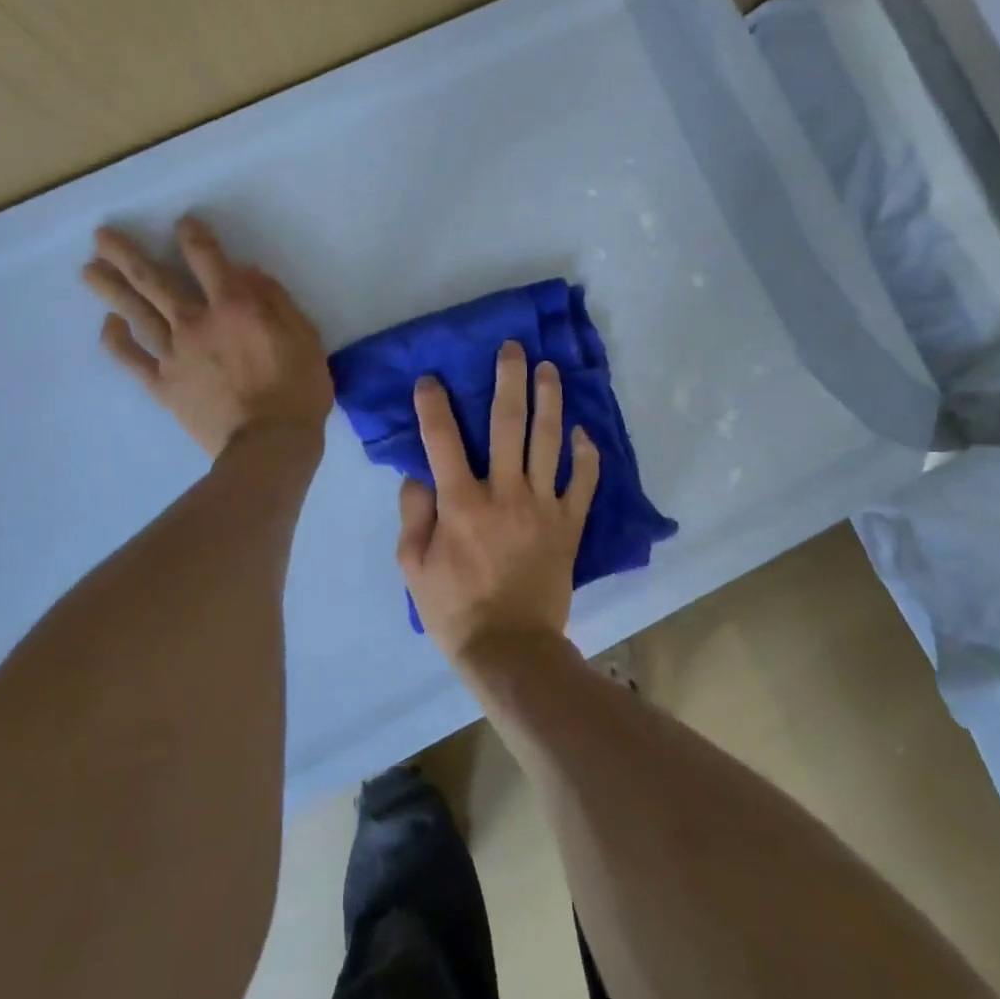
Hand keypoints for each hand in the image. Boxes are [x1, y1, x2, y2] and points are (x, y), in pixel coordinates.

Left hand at [82, 217, 332, 457]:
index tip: (183, 223)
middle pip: (154, 281)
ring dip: (111, 289)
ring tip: (89, 269)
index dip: (194, 237)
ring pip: (136, 314)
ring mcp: (174, 355)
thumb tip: (247, 272)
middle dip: (128, 255)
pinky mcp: (163, 385)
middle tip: (102, 236)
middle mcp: (196, 322)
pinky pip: (132, 359)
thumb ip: (275, 300)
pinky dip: (117, 340)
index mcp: (234, 307)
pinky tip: (108, 324)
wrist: (269, 444)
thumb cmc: (297, 388)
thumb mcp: (304, 336)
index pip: (208, 260)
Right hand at [397, 341, 600, 669]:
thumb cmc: (456, 610)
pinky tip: (583, 431)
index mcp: (461, 503)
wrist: (511, 650)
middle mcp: (504, 493)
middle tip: (513, 348)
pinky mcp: (570, 524)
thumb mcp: (414, 568)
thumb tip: (417, 476)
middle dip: (509, 380)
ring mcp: (543, 506)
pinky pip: (584, 482)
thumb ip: (413, 517)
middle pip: (507, 424)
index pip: (443, 440)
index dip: (434, 404)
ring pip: (549, 442)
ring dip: (550, 401)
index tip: (432, 378)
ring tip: (550, 370)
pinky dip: (586, 455)